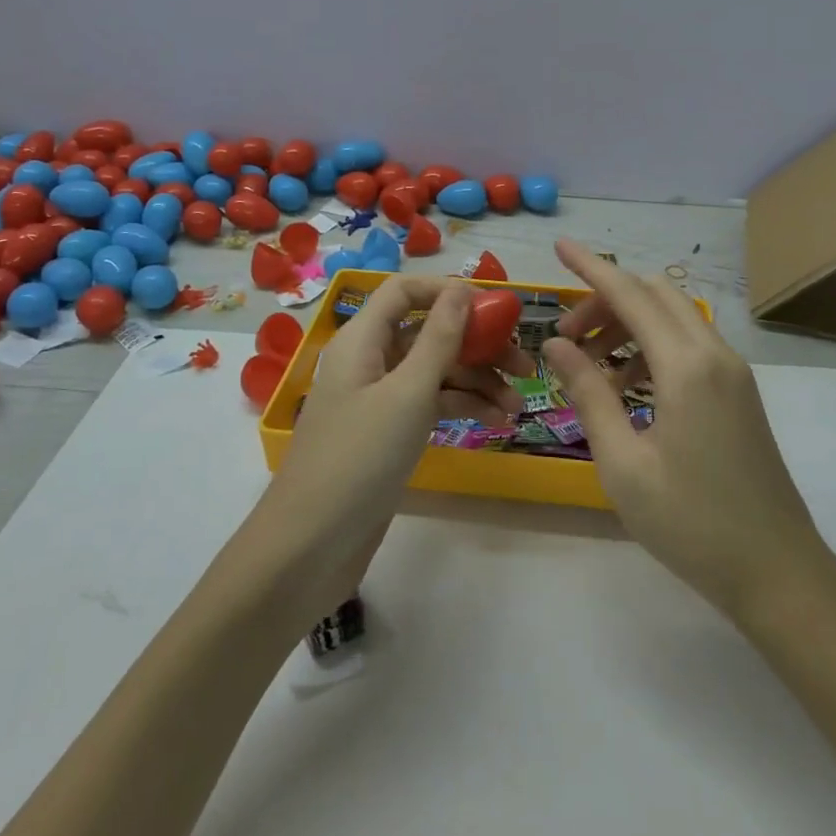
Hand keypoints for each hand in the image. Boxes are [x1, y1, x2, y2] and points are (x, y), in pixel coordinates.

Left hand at [266, 277, 532, 570]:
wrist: (311, 546)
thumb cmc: (360, 457)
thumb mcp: (408, 393)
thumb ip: (439, 338)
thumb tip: (462, 288)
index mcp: (363, 338)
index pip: (405, 291)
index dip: (448, 291)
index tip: (495, 308)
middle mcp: (369, 359)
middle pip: (428, 332)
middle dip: (477, 344)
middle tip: (524, 365)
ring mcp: (378, 397)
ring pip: (435, 370)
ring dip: (477, 381)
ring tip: (517, 405)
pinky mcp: (388, 431)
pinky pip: (430, 402)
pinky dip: (461, 406)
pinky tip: (495, 421)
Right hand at [543, 240, 835, 626]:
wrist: (779, 573)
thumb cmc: (693, 524)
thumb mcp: (624, 463)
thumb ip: (588, 394)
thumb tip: (556, 345)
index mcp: (687, 367)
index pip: (630, 294)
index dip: (591, 267)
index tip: (560, 245)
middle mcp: (714, 354)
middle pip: (654, 296)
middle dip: (606, 299)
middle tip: (567, 336)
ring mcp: (733, 372)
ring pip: (673, 318)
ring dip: (628, 324)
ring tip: (590, 367)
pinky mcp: (739, 392)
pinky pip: (689, 345)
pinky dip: (651, 347)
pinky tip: (627, 388)